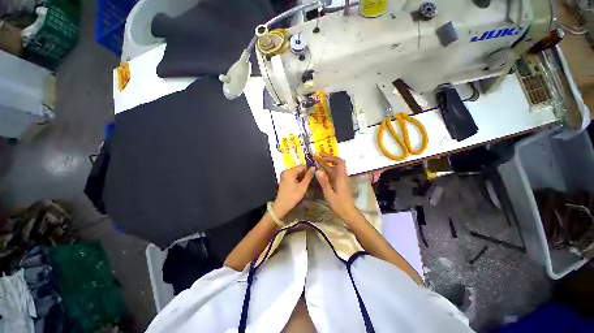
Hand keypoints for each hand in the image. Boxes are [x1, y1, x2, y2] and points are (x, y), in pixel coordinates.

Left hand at [273, 165, 314, 218]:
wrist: (281, 206)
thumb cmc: (293, 196)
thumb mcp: (303, 186)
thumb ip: (308, 176)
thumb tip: (314, 167)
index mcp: (290, 171)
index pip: (302, 166)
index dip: (309, 170)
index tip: (314, 176)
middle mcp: (286, 171)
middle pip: (299, 169)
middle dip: (305, 175)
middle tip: (310, 182)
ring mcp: (284, 175)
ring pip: (296, 173)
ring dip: (302, 178)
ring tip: (306, 184)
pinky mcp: (284, 180)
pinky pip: (293, 177)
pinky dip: (297, 180)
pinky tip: (300, 186)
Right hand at [315, 153, 359, 222]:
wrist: (348, 213)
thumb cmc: (339, 204)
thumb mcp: (329, 194)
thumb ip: (324, 182)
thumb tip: (318, 170)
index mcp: (341, 177)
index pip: (340, 162)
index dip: (331, 157)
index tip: (322, 157)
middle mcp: (342, 176)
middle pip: (337, 163)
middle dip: (327, 158)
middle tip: (317, 155)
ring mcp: (341, 180)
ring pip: (334, 168)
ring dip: (327, 164)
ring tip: (317, 161)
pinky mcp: (340, 183)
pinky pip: (333, 173)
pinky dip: (327, 170)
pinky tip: (321, 171)